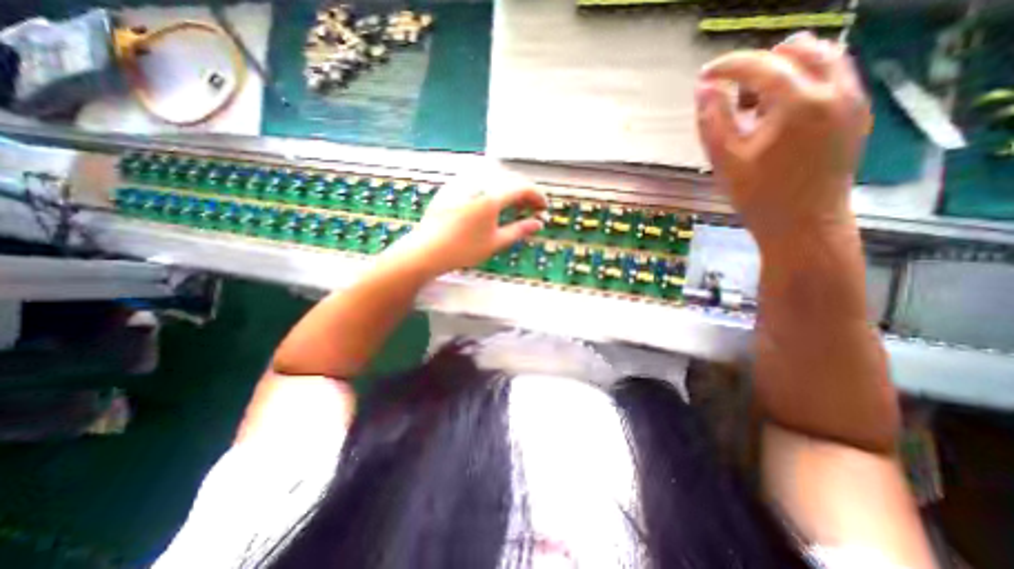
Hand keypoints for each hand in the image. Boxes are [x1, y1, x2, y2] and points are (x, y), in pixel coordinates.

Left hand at [390, 172, 546, 276]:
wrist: (427, 250)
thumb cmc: (464, 249)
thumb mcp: (496, 242)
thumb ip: (519, 230)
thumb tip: (539, 224)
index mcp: (491, 196)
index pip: (522, 188)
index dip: (537, 196)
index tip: (544, 207)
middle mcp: (478, 182)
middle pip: (509, 180)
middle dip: (524, 193)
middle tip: (531, 209)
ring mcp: (463, 182)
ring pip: (494, 178)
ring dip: (508, 189)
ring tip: (513, 206)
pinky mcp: (452, 187)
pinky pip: (478, 180)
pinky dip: (492, 189)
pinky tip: (491, 203)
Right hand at [698, 31, 871, 247]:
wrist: (804, 223)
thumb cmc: (758, 195)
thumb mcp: (724, 160)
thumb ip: (712, 120)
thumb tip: (703, 88)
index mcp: (799, 102)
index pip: (760, 65)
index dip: (728, 66)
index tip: (705, 75)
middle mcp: (834, 89)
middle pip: (796, 50)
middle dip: (758, 67)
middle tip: (734, 100)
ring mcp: (852, 99)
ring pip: (820, 58)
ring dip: (782, 72)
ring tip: (756, 108)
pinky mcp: (856, 113)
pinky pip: (832, 77)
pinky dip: (802, 83)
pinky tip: (779, 116)